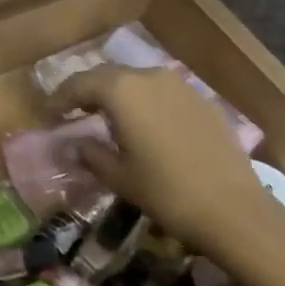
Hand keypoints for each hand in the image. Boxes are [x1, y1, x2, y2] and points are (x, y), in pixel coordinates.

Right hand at [52, 65, 284, 274]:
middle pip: (108, 76)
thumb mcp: (119, 176)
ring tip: (107, 116)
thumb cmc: (166, 192)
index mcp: (122, 91)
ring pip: (136, 81)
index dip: (60, 97)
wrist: (235, 210)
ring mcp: (179, 86)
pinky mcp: (201, 100)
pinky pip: (162, 93)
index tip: (49, 113)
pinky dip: (144, 102)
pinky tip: (144, 125)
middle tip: (73, 110)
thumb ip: (91, 153)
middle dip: (87, 91)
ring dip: (117, 94)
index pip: (80, 83)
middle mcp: (149, 77)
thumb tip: (77, 143)